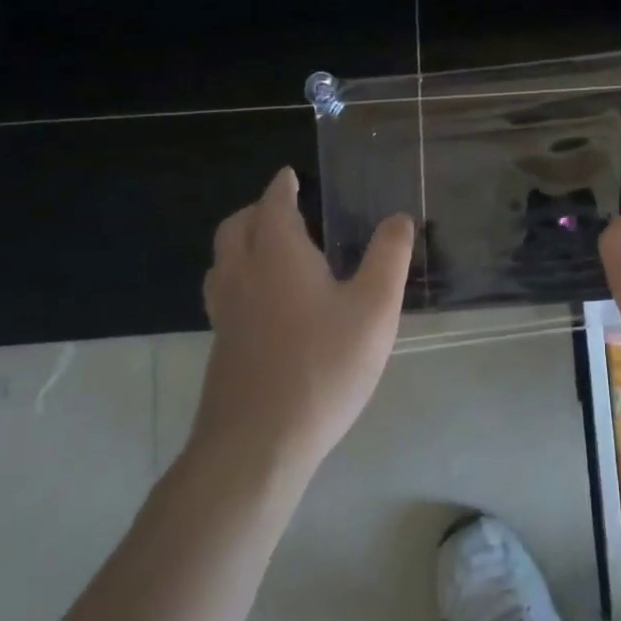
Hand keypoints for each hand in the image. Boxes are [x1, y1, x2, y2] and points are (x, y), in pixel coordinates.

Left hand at [192, 167, 414, 479]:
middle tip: (282, 208)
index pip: (273, 205)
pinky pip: (225, 293)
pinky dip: (240, 276)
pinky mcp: (222, 348)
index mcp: (277, 255)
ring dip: (243, 242)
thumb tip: (398, 218)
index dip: (282, 187)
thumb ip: (389, 256)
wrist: (257, 444)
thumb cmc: (323, 365)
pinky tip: (268, 303)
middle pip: (236, 228)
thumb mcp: (375, 307)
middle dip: (257, 210)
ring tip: (271, 248)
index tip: (289, 176)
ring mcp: (226, 315)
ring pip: (223, 261)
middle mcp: (243, 276)